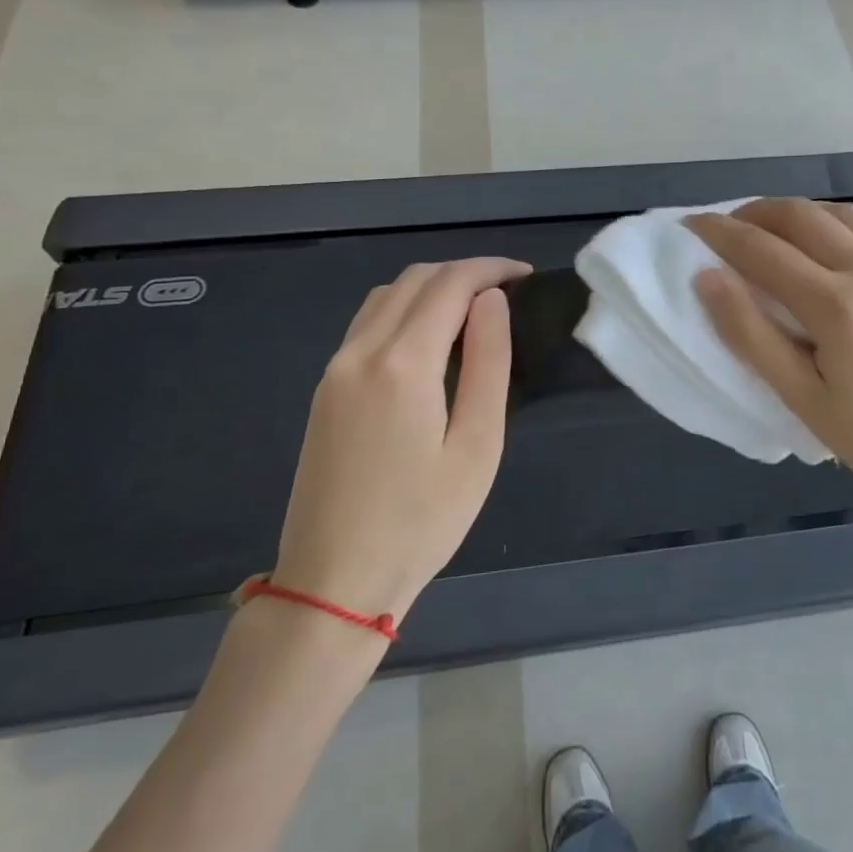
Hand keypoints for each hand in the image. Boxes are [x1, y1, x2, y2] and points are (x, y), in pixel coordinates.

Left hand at [271, 257, 529, 622]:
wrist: (334, 581)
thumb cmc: (421, 521)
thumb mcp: (477, 446)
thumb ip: (487, 363)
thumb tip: (491, 301)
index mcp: (402, 364)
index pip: (450, 285)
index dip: (491, 269)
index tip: (527, 276)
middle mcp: (360, 352)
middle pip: (414, 280)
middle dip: (464, 272)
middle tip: (508, 292)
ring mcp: (335, 369)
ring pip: (385, 296)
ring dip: (432, 287)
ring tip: (474, 310)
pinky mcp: (325, 390)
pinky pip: (367, 324)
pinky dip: (404, 309)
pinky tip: (430, 339)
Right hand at [688, 199, 852, 529]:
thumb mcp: (800, 398)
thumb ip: (749, 334)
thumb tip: (707, 277)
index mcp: (840, 308)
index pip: (763, 251)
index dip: (720, 233)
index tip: (693, 224)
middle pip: (803, 216)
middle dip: (756, 213)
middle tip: (730, 225)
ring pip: (845, 211)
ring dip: (803, 213)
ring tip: (778, 230)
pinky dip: (850, 220)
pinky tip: (837, 234)